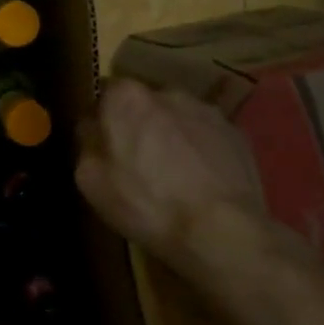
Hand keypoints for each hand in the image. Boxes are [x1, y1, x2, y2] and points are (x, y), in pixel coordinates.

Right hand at [76, 79, 287, 294]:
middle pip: (144, 104)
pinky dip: (201, 151)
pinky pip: (207, 136)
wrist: (222, 232)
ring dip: (172, 136)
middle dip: (139, 125)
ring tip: (176, 176)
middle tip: (139, 163)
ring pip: (177, 118)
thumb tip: (92, 129)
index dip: (104, 120)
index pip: (105, 94)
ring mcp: (206, 110)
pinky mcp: (237, 133)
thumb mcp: (90, 181)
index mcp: (126, 98)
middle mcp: (166, 92)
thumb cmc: (146, 204)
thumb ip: (86, 143)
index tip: (105, 146)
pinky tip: (201, 182)